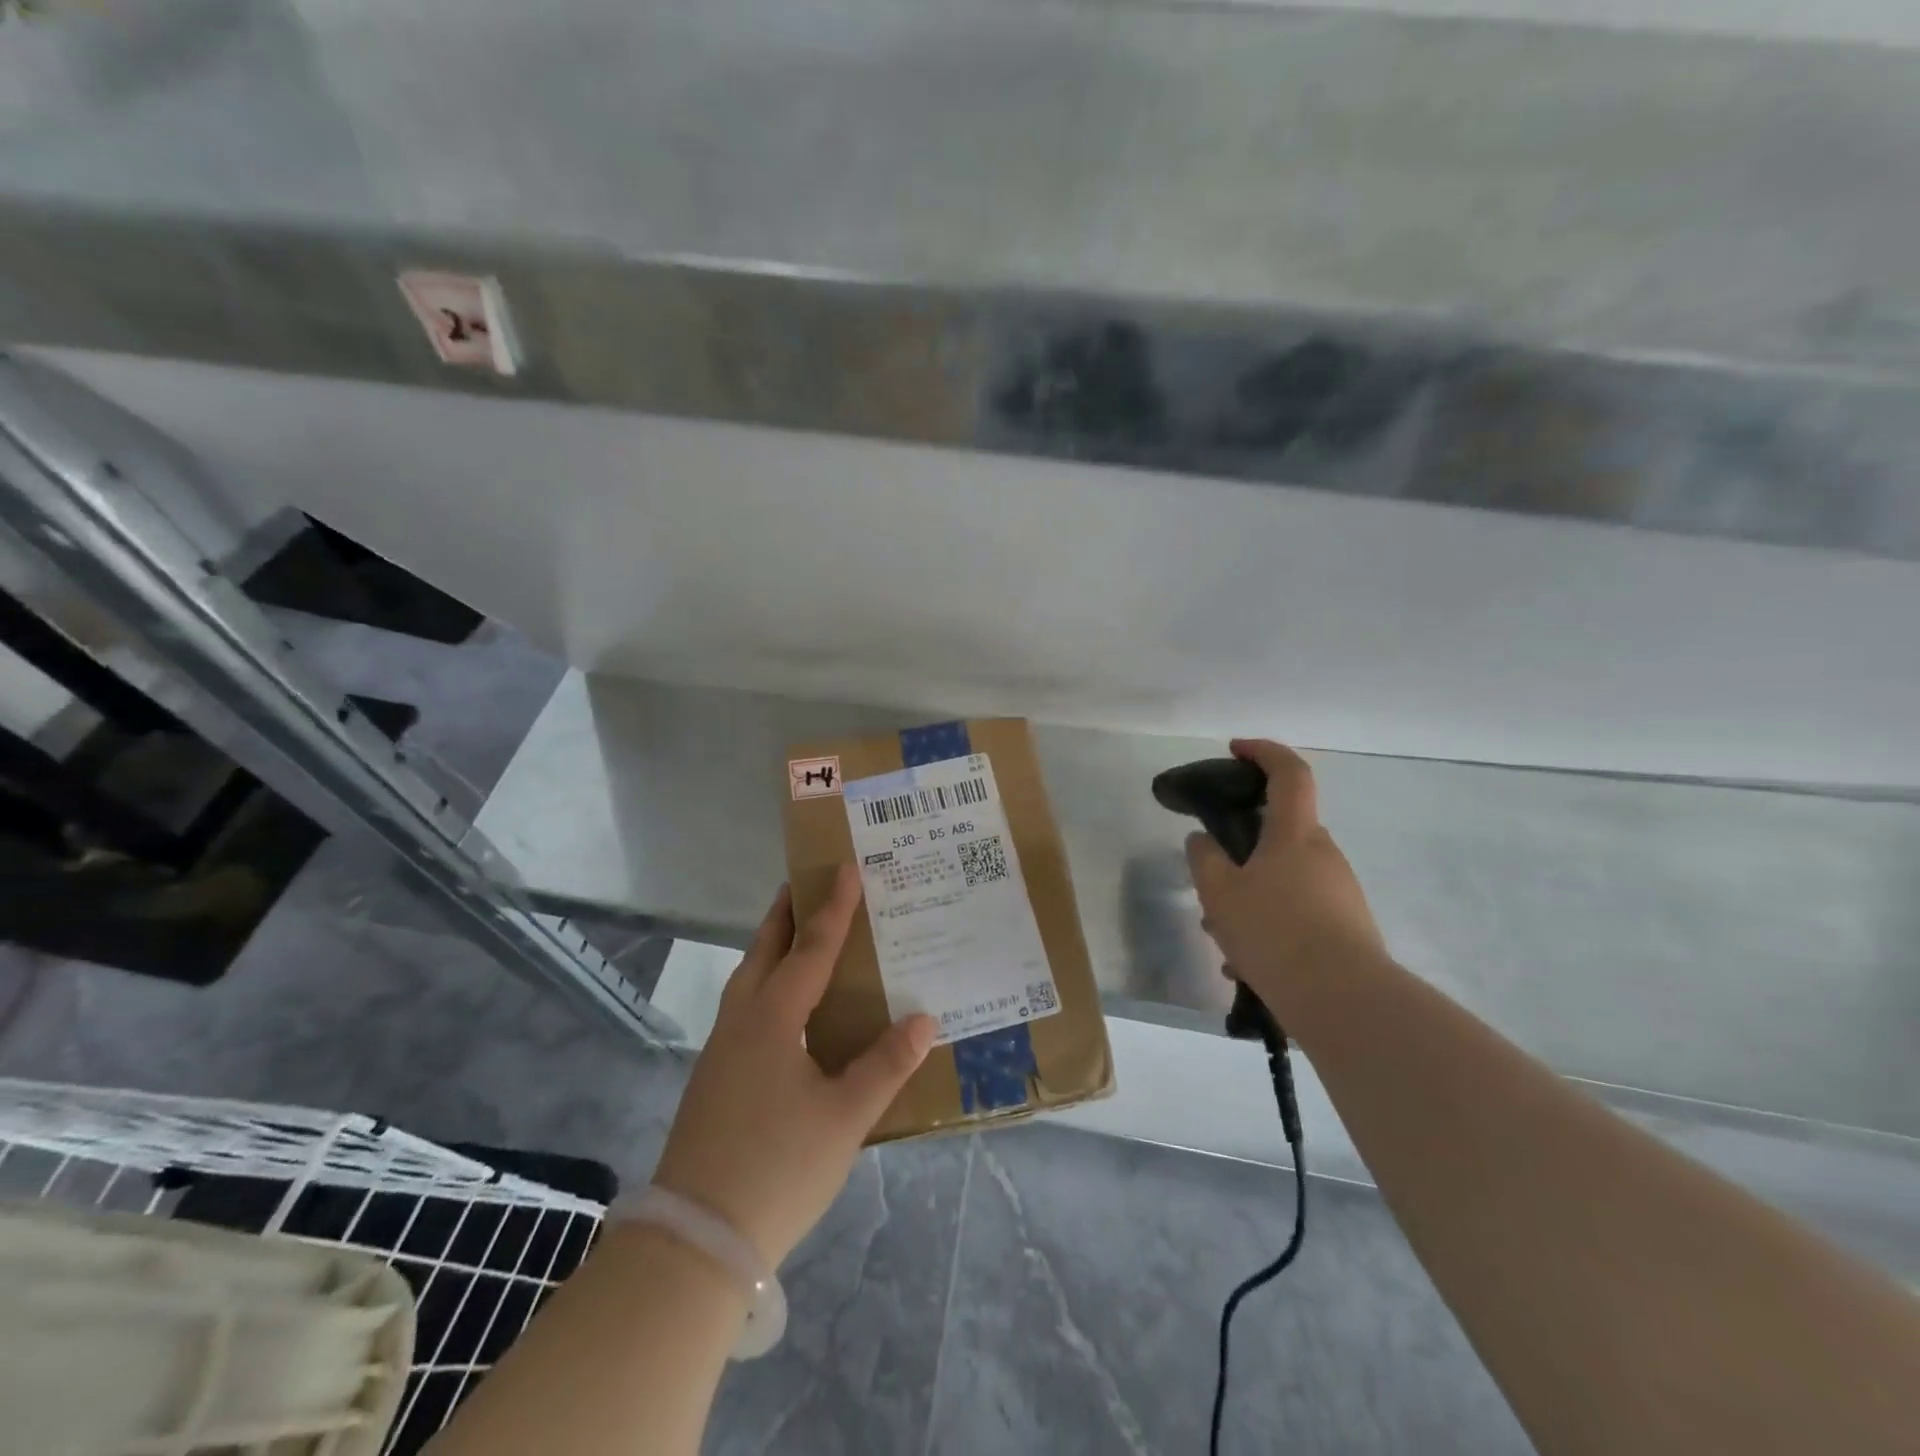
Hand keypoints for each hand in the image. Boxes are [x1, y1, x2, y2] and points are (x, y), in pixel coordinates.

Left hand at [652, 865, 936, 1269]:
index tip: (846, 867)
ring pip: (748, 978)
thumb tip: (924, 1018)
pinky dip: (765, 982)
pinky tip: (783, 1007)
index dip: (833, 908)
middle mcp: (742, 1021)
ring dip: (771, 946)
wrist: (695, 1241)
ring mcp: (721, 1049)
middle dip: (786, 914)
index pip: (811, 949)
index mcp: (774, 1018)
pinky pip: (744, 1006)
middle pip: (765, 950)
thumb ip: (886, 1065)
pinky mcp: (714, 1077)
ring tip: (795, 933)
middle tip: (806, 883)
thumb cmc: (778, 1168)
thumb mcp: (844, 1118)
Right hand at [1185, 739, 1389, 1021]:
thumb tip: (1203, 841)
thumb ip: (1204, 859)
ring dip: (1251, 895)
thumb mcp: (1219, 893)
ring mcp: (1340, 892)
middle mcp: (1324, 855)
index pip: (1289, 773)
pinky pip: (1298, 912)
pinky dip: (1269, 924)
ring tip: (1221, 936)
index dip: (1263, 752)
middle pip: (1280, 833)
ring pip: (1284, 879)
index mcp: (1295, 834)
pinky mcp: (1347, 927)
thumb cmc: (1274, 931)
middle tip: (1211, 878)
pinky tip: (1246, 964)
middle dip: (1242, 849)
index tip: (1235, 750)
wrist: (1344, 1001)